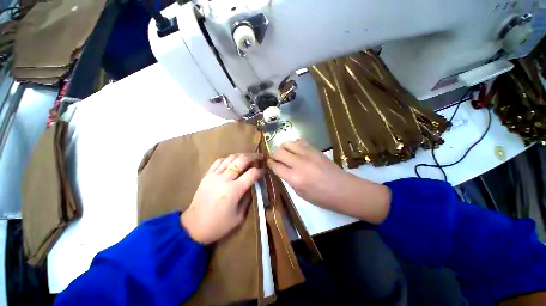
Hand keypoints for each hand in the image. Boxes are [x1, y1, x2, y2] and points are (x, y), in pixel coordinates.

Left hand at [181, 153, 263, 244]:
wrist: (194, 227)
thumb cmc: (219, 225)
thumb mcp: (240, 216)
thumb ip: (248, 197)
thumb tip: (253, 184)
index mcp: (234, 191)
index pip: (252, 173)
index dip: (260, 171)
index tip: (264, 171)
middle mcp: (224, 179)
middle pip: (242, 160)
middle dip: (253, 157)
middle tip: (260, 156)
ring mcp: (214, 175)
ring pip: (231, 158)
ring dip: (242, 155)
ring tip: (249, 157)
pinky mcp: (207, 175)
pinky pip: (219, 161)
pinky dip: (229, 158)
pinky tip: (234, 161)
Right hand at [267, 140, 390, 223]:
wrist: (344, 189)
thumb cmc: (322, 197)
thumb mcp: (300, 194)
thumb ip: (289, 180)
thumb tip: (281, 169)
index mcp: (294, 178)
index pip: (275, 166)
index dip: (269, 163)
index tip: (268, 163)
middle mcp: (299, 163)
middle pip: (279, 152)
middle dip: (273, 155)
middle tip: (275, 159)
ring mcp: (307, 154)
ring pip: (288, 143)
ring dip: (283, 147)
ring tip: (284, 153)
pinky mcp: (315, 149)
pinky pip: (299, 141)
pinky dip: (293, 145)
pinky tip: (295, 150)